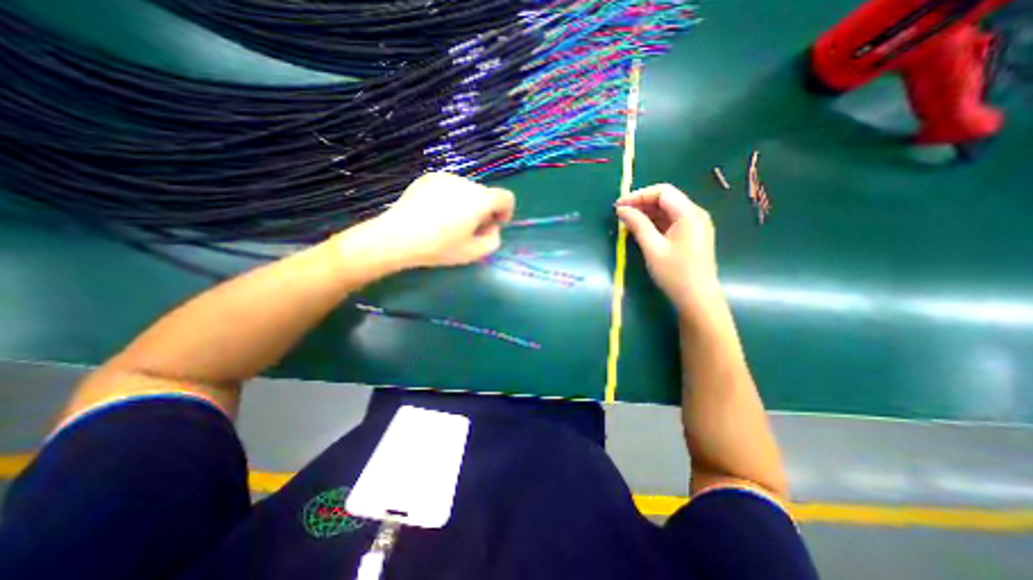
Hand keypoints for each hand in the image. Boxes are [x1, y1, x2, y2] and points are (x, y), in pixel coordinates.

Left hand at [342, 173, 512, 270]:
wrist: (397, 237)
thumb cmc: (439, 247)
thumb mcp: (474, 253)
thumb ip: (493, 240)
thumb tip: (492, 227)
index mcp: (480, 199)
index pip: (506, 197)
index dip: (506, 212)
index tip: (495, 225)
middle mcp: (465, 182)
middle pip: (485, 194)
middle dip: (485, 211)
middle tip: (471, 230)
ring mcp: (445, 177)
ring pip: (467, 191)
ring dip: (467, 204)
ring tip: (451, 223)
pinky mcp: (428, 178)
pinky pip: (449, 187)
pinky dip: (451, 199)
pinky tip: (435, 214)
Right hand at [617, 183, 719, 317]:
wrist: (698, 299)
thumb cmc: (675, 273)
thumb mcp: (653, 248)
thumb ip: (638, 225)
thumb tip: (622, 209)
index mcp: (689, 214)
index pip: (662, 192)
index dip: (638, 195)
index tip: (619, 205)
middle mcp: (695, 214)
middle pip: (666, 199)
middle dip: (642, 203)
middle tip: (620, 214)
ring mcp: (695, 225)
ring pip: (668, 211)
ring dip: (647, 213)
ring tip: (627, 222)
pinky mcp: (692, 236)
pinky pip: (671, 222)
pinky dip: (655, 223)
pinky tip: (641, 230)